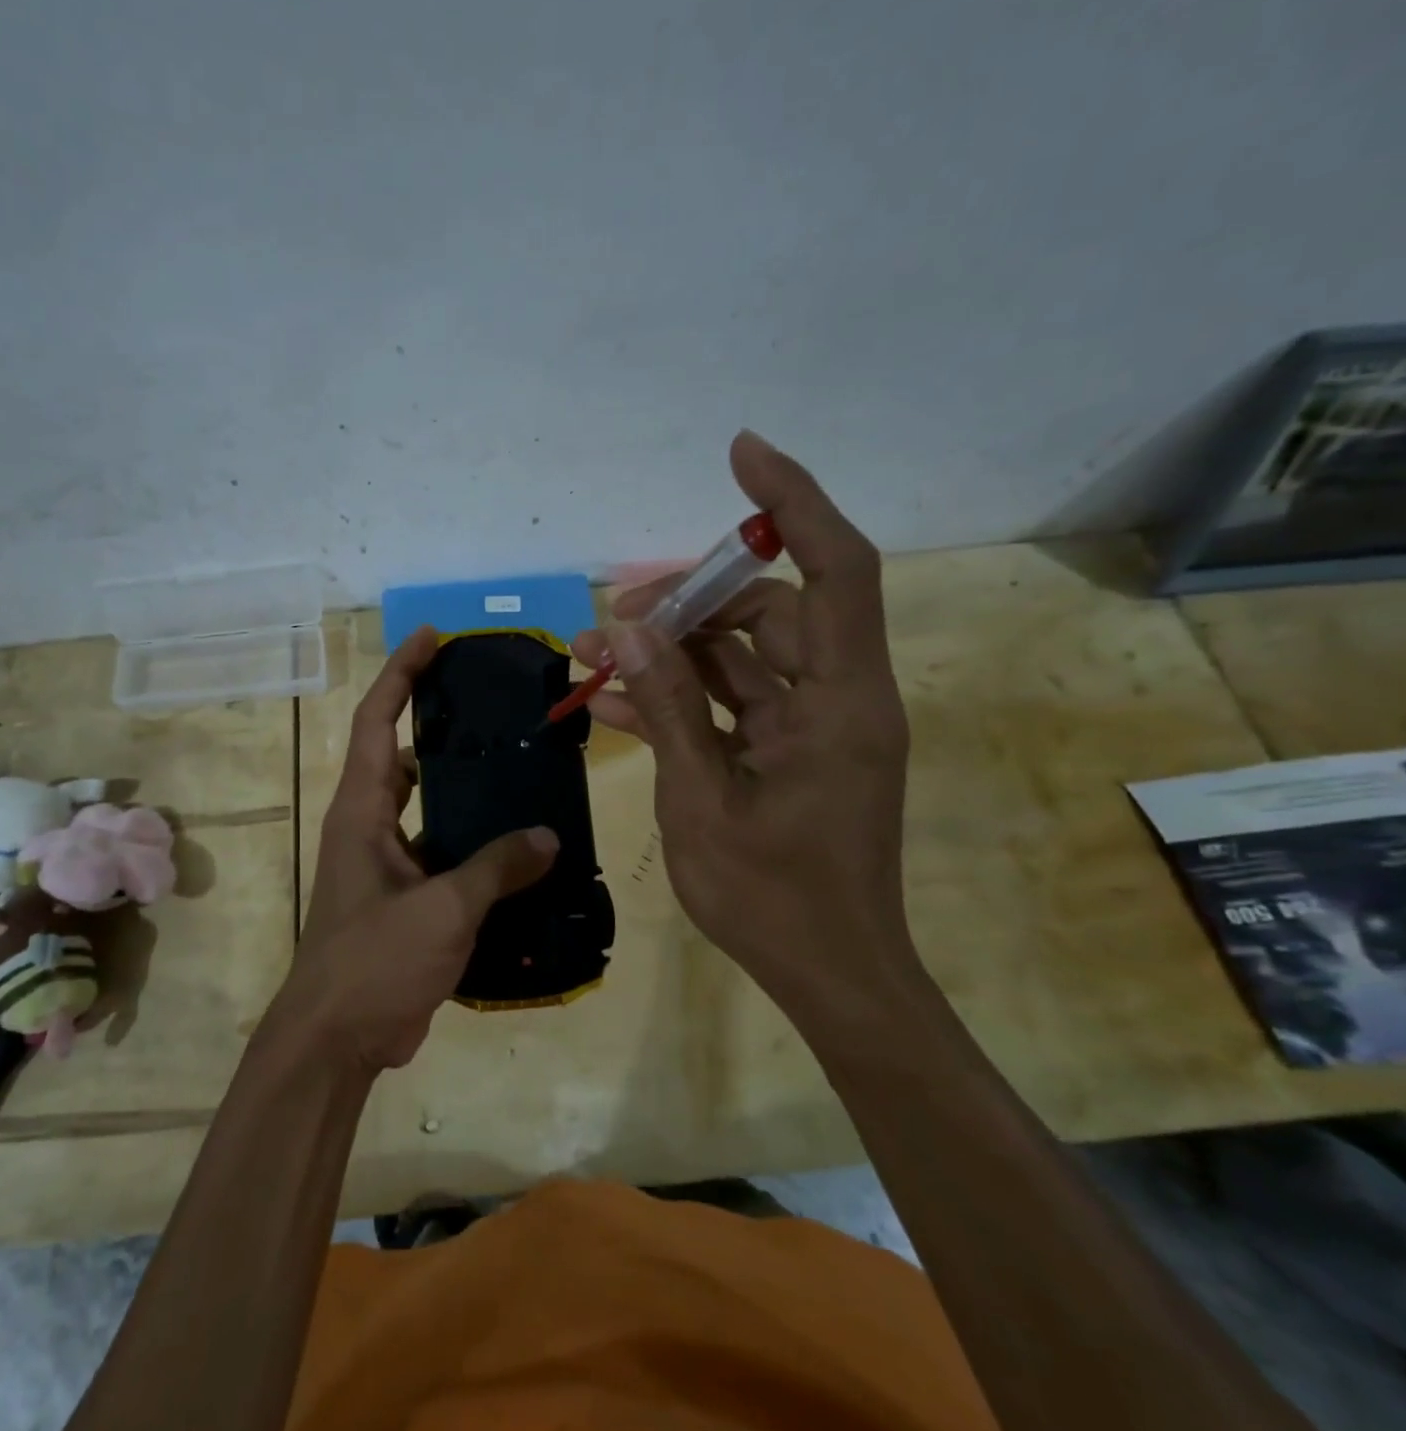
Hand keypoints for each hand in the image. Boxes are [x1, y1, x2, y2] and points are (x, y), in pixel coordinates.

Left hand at [278, 628, 558, 1072]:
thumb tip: (547, 838)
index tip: (432, 636)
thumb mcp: (442, 910)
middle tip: (493, 702)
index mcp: (361, 810)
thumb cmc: (374, 962)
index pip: (377, 721)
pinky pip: (441, 850)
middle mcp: (368, 825)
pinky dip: (472, 841)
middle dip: (437, 720)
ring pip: (425, 805)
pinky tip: (519, 845)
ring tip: (517, 765)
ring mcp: (385, 863)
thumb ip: (496, 868)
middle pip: (401, 754)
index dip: (400, 673)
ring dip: (460, 785)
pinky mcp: (403, 897)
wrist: (337, 1039)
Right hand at [572, 431, 914, 1020]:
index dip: (793, 503)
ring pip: (740, 656)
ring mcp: (810, 726)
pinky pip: (730, 703)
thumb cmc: (773, 899)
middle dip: (686, 603)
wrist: (829, 976)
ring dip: (669, 651)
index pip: (836, 570)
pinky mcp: (786, 751)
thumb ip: (668, 707)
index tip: (742, 454)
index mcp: (840, 704)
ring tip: (590, 656)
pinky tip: (612, 702)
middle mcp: (836, 699)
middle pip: (768, 612)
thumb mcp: (701, 799)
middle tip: (611, 621)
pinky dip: (678, 697)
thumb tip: (627, 627)